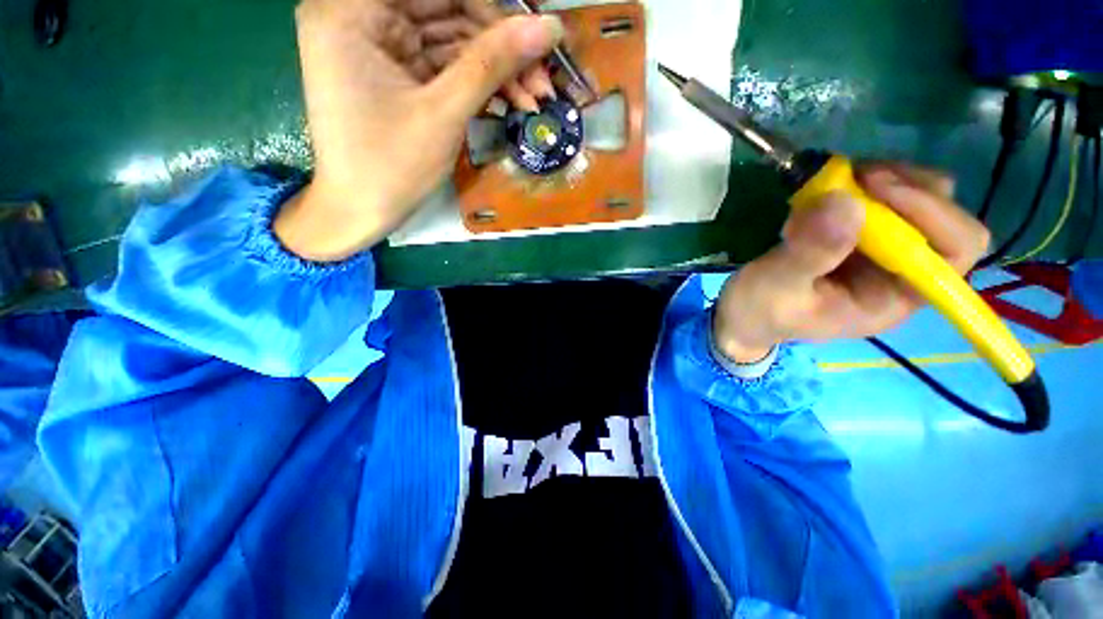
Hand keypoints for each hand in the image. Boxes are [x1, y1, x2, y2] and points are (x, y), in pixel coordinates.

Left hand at [275, 0, 563, 261]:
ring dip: (497, 71)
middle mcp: (361, 16)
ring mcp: (380, 47)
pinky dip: (478, 85)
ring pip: (452, 42)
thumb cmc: (391, 166)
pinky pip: (445, 67)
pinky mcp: (397, 75)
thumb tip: (549, 29)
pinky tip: (511, 102)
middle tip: (542, 78)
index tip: (536, 34)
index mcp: (352, 10)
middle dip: (500, 46)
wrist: (361, 212)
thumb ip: (492, 63)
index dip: (492, 9)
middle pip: (447, 11)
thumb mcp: (444, 112)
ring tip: (535, 98)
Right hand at [712, 164, 991, 362]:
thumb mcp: (775, 287)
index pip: (954, 251)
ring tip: (837, 183)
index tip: (875, 188)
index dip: (931, 213)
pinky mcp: (859, 235)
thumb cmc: (759, 311)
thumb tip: (845, 202)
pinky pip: (882, 196)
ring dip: (885, 180)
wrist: (742, 313)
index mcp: (893, 297)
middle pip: (945, 217)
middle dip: (908, 188)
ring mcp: (881, 250)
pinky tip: (828, 191)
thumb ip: (809, 253)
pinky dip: (861, 183)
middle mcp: (901, 271)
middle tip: (857, 178)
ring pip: (919, 198)